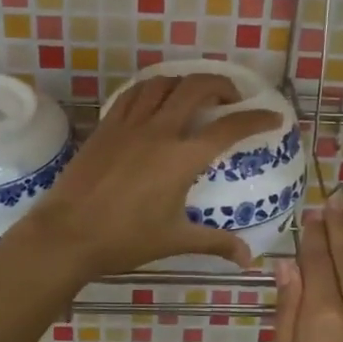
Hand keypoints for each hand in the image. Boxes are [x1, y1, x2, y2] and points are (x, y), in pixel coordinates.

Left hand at [15, 73, 283, 279]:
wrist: (67, 234)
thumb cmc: (125, 239)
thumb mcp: (175, 240)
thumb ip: (215, 243)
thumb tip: (247, 259)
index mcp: (182, 158)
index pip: (230, 128)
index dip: (257, 119)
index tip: (275, 118)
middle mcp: (160, 131)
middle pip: (197, 87)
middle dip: (222, 85)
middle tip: (231, 100)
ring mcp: (130, 124)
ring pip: (163, 83)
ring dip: (186, 82)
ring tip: (195, 96)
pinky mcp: (106, 126)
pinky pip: (134, 93)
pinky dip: (153, 89)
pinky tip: (156, 101)